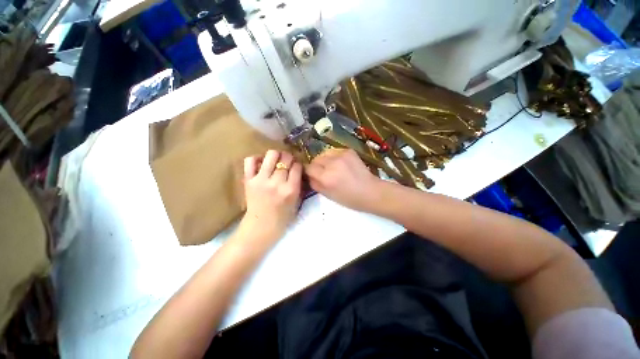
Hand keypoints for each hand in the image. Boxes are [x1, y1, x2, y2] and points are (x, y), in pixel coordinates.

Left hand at [240, 150, 302, 241]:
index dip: (298, 164)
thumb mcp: (297, 201)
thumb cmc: (282, 217)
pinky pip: (250, 161)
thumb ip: (299, 184)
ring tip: (276, 160)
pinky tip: (261, 163)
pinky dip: (256, 158)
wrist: (261, 226)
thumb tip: (297, 168)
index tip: (296, 166)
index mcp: (290, 190)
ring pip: (271, 155)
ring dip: (276, 155)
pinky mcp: (248, 180)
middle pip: (285, 158)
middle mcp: (277, 183)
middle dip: (289, 157)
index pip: (297, 166)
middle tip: (287, 162)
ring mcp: (261, 180)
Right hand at [306, 149, 382, 211]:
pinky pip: (334, 151)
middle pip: (315, 159)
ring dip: (325, 160)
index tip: (313, 175)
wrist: (371, 191)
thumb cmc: (349, 198)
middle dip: (316, 166)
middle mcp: (332, 163)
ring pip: (324, 153)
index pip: (308, 168)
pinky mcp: (348, 151)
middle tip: (323, 173)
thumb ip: (315, 184)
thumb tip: (308, 175)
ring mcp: (341, 155)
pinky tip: (341, 164)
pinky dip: (334, 157)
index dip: (309, 172)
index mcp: (326, 177)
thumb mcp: (328, 196)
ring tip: (332, 168)